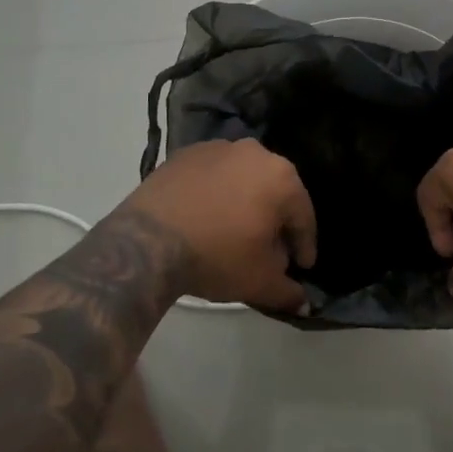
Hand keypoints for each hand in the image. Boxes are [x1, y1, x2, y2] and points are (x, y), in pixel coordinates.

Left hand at [121, 139, 313, 312]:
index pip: (303, 217)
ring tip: (234, 233)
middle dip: (275, 221)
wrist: (148, 240)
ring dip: (245, 203)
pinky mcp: (187, 153)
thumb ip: (288, 291)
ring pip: (244, 179)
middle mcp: (255, 152)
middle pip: (275, 192)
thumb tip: (303, 303)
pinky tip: (206, 217)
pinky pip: (213, 175)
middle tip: (269, 251)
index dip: (304, 246)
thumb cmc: (217, 256)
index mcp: (282, 177)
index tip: (301, 267)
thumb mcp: (260, 282)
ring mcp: (219, 148)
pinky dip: (216, 193)